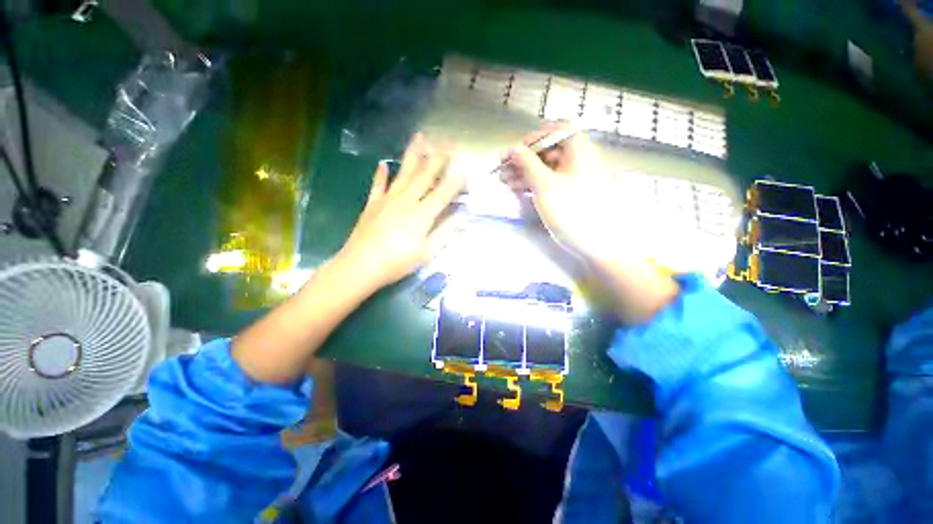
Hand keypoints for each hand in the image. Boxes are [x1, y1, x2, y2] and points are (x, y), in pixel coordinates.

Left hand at [337, 133, 465, 292]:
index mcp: (422, 214)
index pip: (443, 193)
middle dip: (438, 159)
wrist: (361, 265)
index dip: (455, 181)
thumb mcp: (427, 253)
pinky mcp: (372, 204)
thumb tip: (461, 216)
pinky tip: (383, 163)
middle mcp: (406, 200)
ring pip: (404, 173)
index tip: (464, 169)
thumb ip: (444, 232)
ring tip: (420, 137)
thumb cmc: (397, 262)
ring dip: (413, 154)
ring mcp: (387, 199)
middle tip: (448, 144)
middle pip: (425, 176)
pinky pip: (378, 185)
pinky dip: (381, 174)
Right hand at [504, 123, 678, 323]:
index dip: (533, 139)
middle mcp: (580, 160)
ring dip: (525, 173)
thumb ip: (528, 165)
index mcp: (580, 151)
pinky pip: (551, 182)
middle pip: (549, 151)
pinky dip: (535, 184)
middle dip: (524, 159)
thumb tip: (513, 148)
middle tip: (503, 170)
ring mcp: (576, 179)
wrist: (599, 246)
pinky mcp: (572, 195)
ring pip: (547, 168)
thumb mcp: (546, 186)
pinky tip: (519, 190)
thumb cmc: (573, 212)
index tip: (514, 153)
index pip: (556, 131)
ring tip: (505, 182)